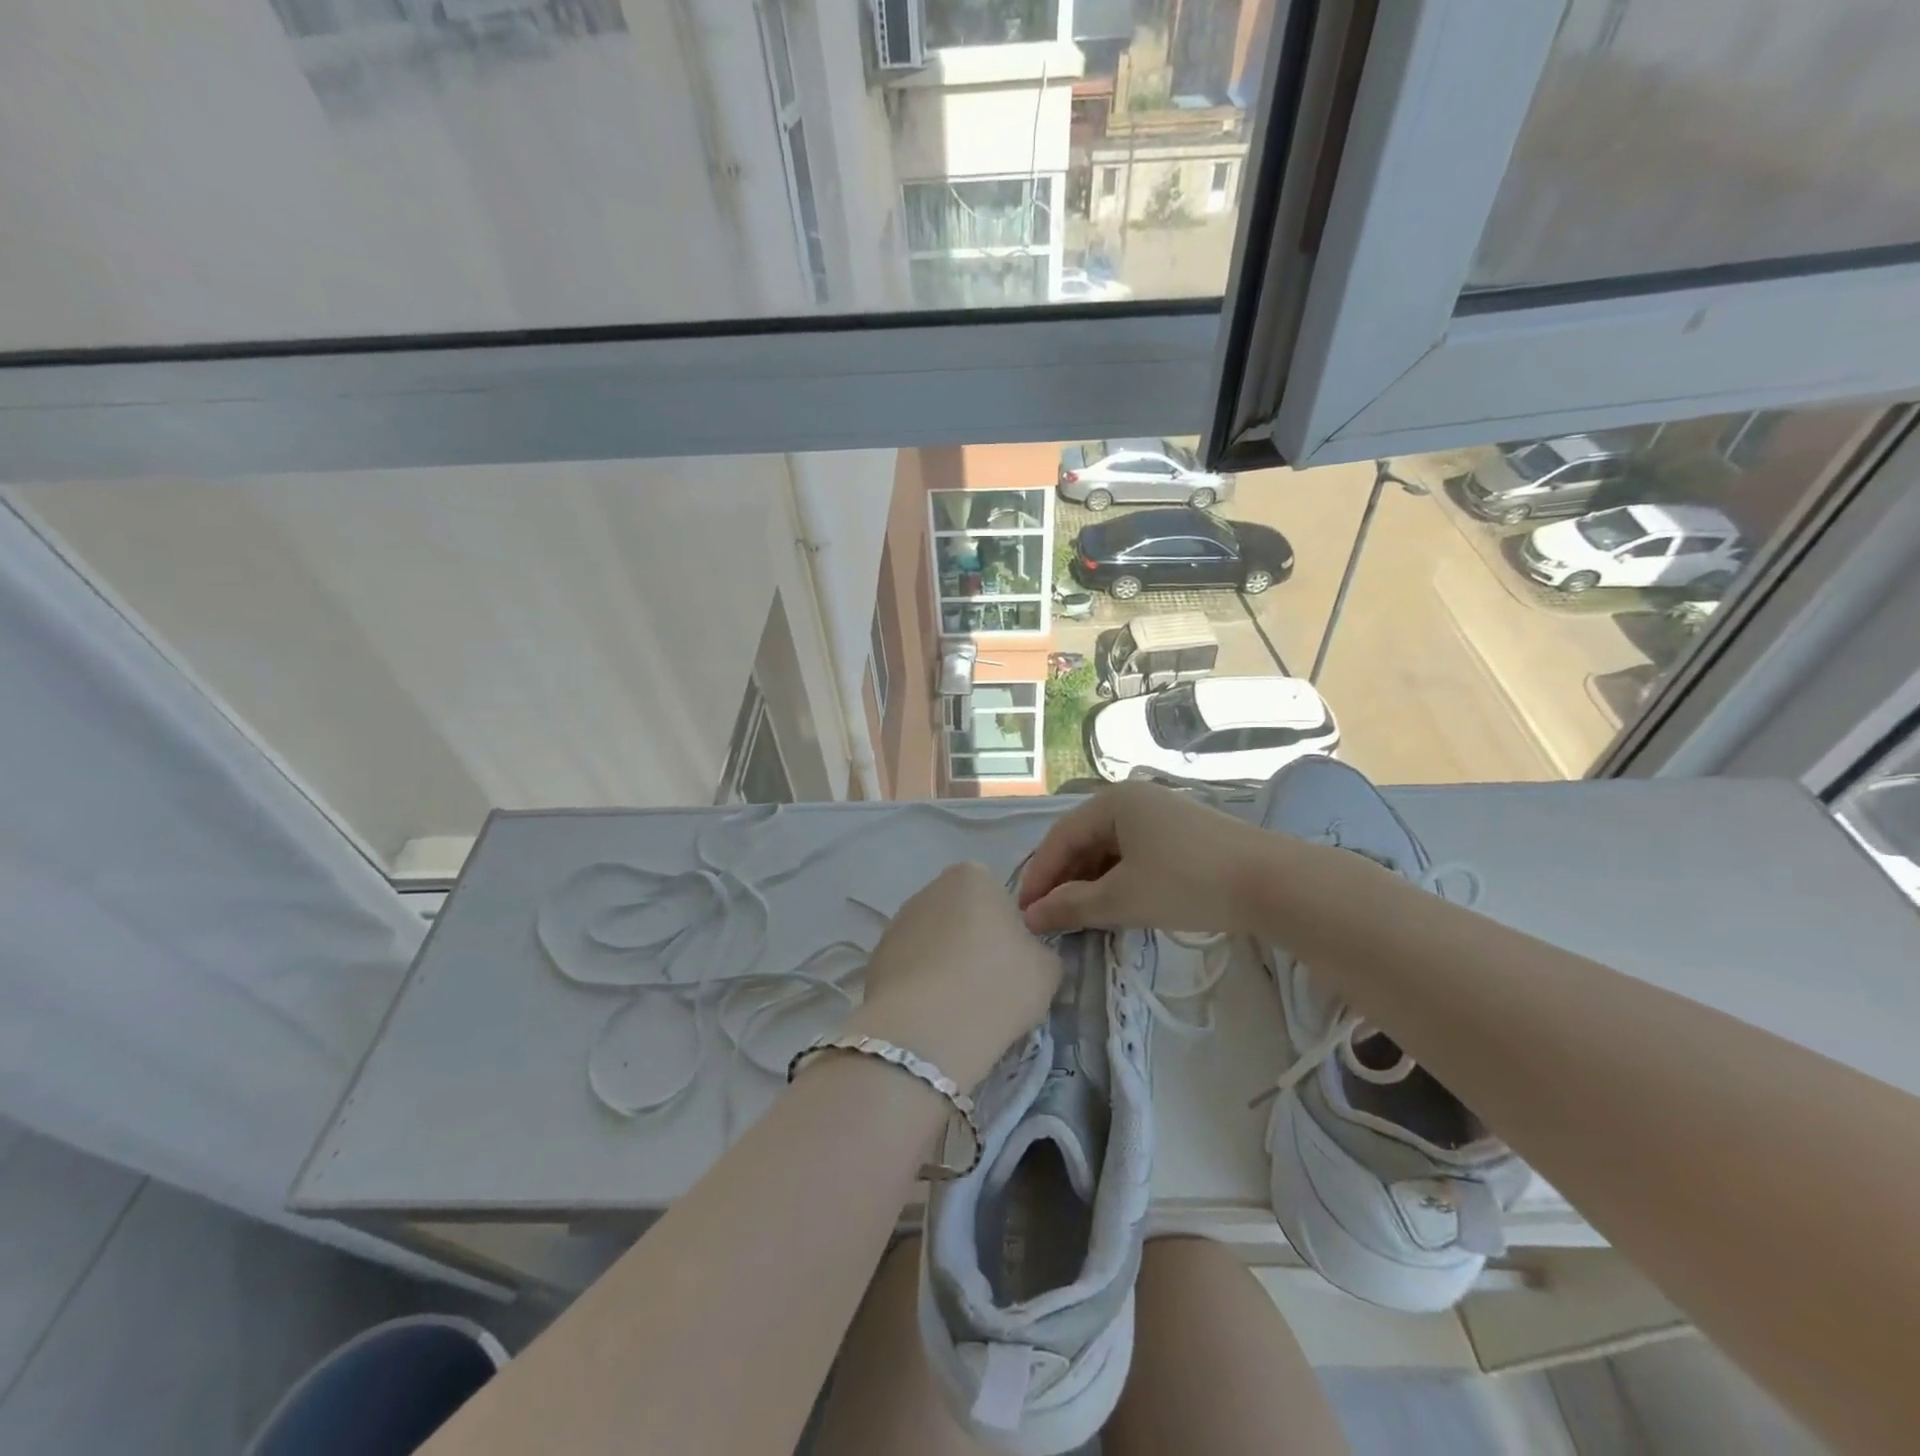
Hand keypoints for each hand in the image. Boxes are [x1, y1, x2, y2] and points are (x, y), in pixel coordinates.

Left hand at [845, 862, 1061, 1089]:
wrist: (928, 1031)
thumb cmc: (997, 985)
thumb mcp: (1047, 969)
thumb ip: (1038, 950)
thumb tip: (1024, 955)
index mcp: (973, 876)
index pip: (997, 897)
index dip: (1008, 931)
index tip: (1013, 963)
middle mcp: (929, 889)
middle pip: (961, 916)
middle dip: (973, 944)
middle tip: (989, 986)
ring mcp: (897, 923)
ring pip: (933, 943)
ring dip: (945, 965)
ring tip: (959, 1007)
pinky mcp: (875, 959)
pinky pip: (910, 970)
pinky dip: (921, 987)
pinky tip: (932, 1016)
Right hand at [1017, 781, 1265, 935]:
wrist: (1272, 883)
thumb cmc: (1187, 883)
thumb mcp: (1122, 898)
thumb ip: (1072, 906)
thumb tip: (1031, 917)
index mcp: (1113, 802)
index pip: (1060, 838)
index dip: (1039, 876)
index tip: (1024, 913)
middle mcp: (1133, 800)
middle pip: (1083, 840)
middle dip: (1063, 880)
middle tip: (1047, 917)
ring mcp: (1160, 815)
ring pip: (1109, 849)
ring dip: (1088, 882)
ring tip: (1077, 916)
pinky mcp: (1181, 835)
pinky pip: (1133, 854)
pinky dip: (1116, 879)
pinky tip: (1114, 905)